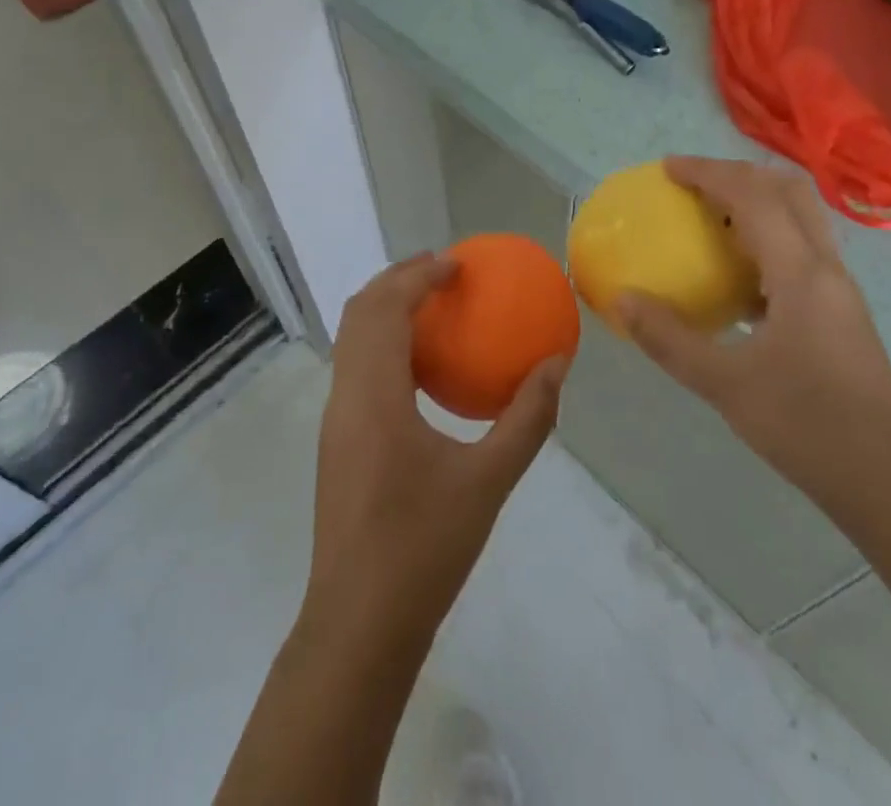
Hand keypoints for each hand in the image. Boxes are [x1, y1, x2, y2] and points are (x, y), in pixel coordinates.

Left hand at [304, 254, 567, 639]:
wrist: (358, 627)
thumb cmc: (423, 549)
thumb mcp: (489, 482)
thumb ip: (527, 418)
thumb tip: (556, 364)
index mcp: (374, 397)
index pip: (385, 309)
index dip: (417, 275)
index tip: (457, 263)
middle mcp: (345, 397)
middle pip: (359, 312)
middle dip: (398, 279)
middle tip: (444, 271)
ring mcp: (335, 420)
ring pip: (351, 339)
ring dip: (386, 308)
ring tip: (434, 305)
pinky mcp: (337, 442)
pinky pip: (356, 367)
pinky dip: (384, 342)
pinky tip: (423, 366)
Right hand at [616, 157, 890, 528]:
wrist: (890, 483)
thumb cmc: (807, 427)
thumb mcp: (726, 385)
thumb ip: (670, 339)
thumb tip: (622, 300)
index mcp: (800, 273)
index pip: (752, 196)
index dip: (708, 173)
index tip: (668, 168)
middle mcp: (825, 267)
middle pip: (787, 190)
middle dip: (737, 174)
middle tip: (692, 185)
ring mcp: (839, 289)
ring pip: (800, 218)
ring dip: (755, 203)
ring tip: (709, 221)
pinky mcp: (841, 312)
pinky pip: (802, 251)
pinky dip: (767, 240)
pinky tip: (737, 278)